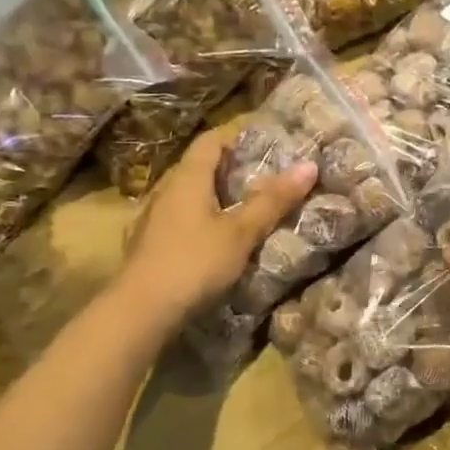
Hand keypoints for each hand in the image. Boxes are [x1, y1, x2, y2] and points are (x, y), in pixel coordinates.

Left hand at [121, 128, 316, 327]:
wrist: (140, 311)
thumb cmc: (195, 262)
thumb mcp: (241, 232)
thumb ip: (273, 200)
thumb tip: (309, 165)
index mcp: (188, 179)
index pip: (210, 141)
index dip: (236, 138)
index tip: (264, 146)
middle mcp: (165, 191)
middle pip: (198, 168)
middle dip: (229, 170)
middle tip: (264, 180)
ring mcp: (151, 219)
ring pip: (186, 197)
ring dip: (213, 198)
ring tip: (243, 211)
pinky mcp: (147, 246)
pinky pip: (177, 221)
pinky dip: (199, 222)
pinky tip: (212, 241)